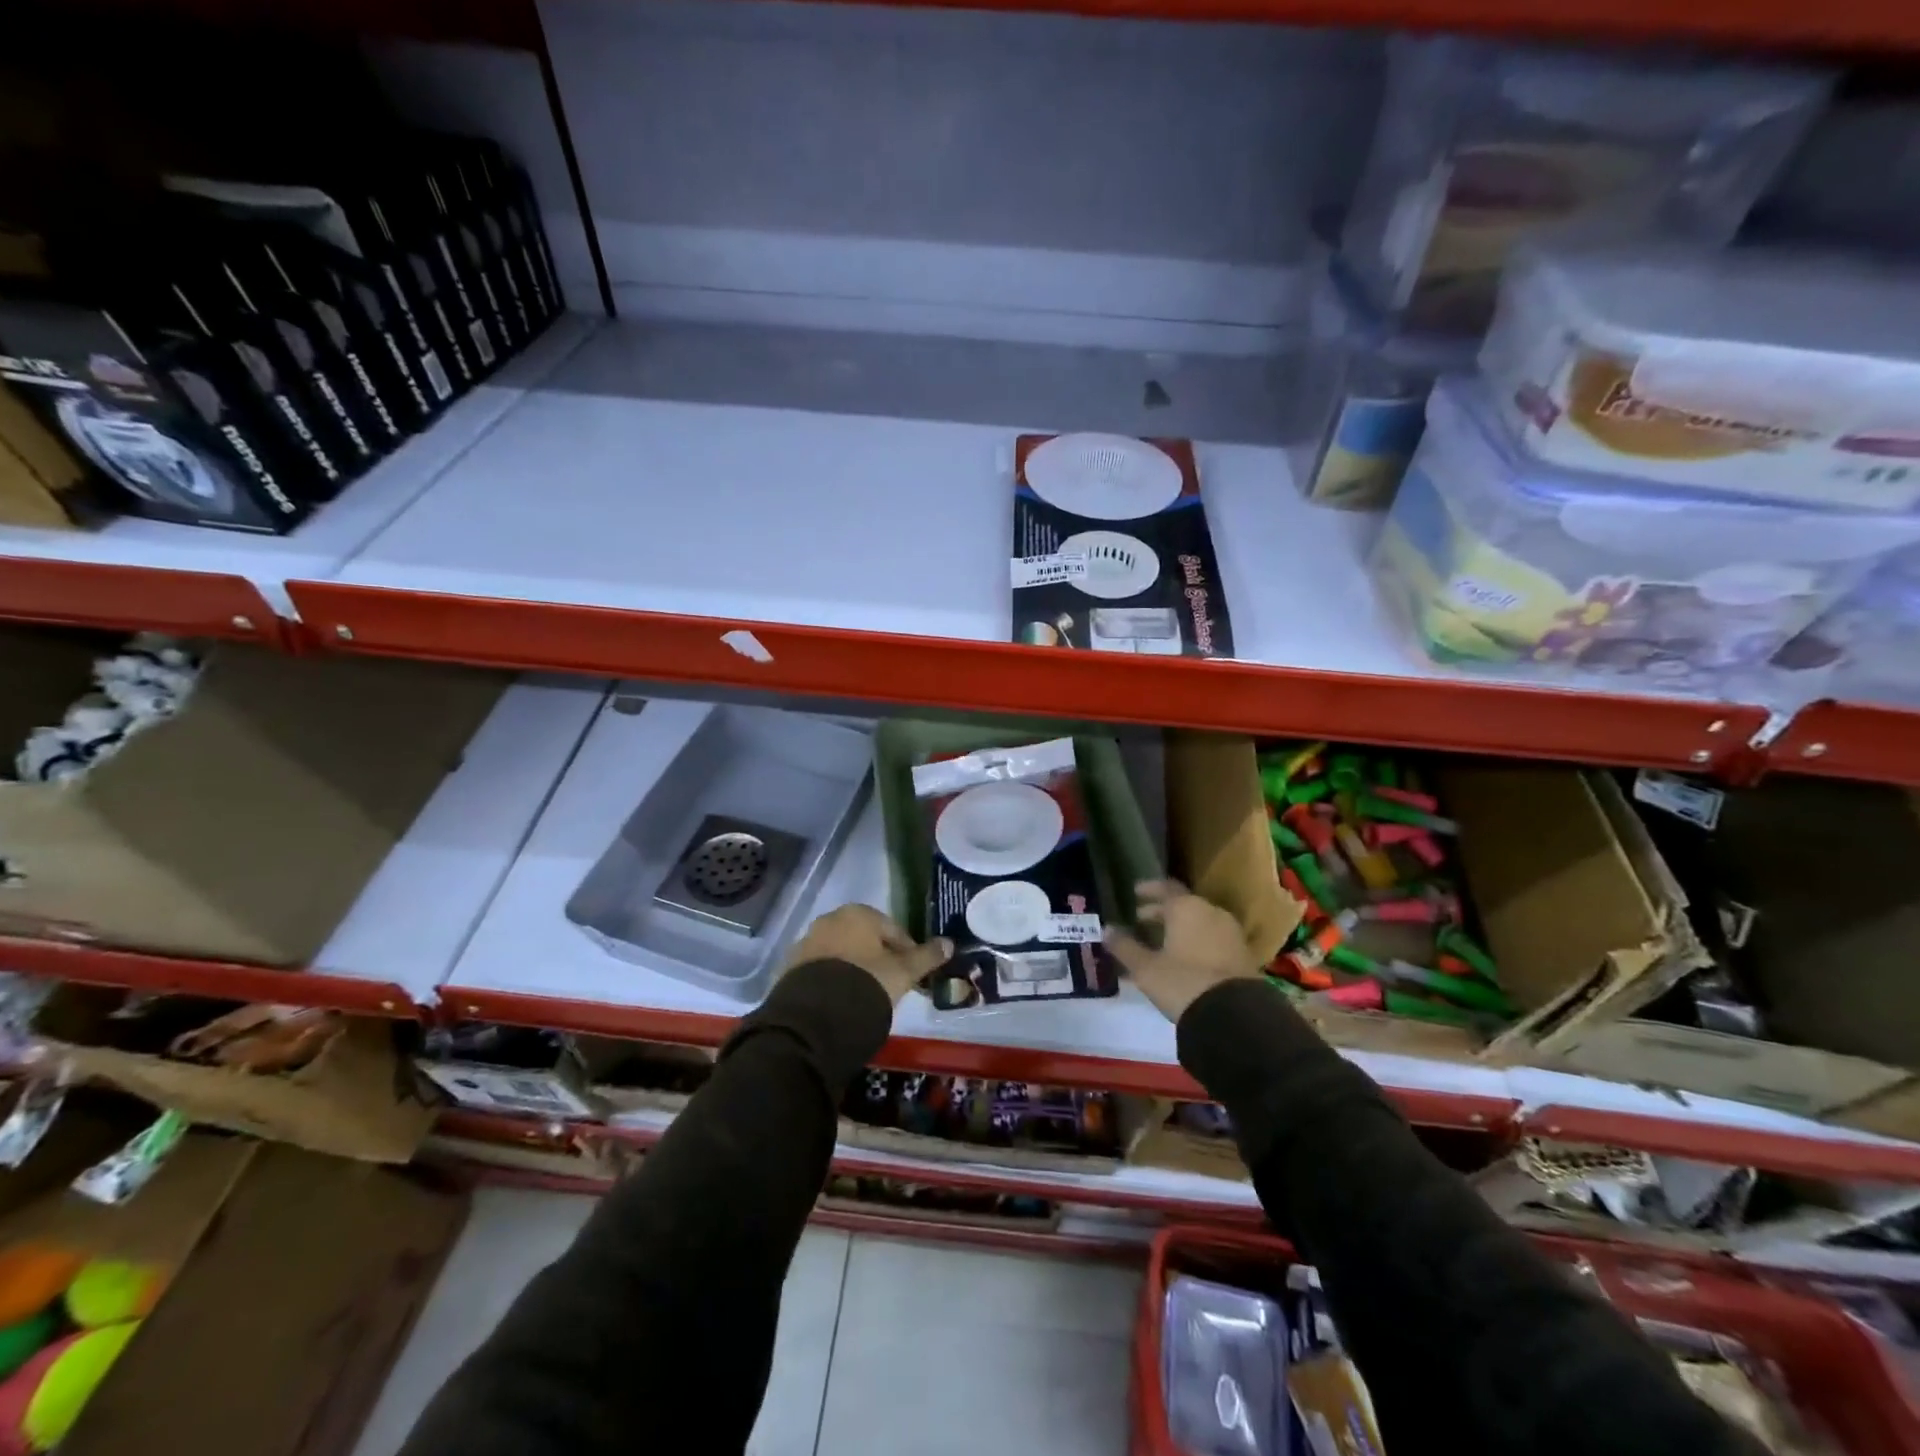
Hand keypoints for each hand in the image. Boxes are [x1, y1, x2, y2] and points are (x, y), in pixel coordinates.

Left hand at [783, 904, 952, 1004]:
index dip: (907, 952)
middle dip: (878, 958)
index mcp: (858, 913)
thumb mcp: (903, 972)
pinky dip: (833, 980)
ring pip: (841, 953)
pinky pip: (821, 970)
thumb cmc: (868, 983)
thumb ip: (926, 956)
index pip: (893, 929)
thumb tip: (949, 943)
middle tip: (890, 985)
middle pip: (864, 939)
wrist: (817, 1017)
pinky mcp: (790, 966)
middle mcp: (830, 919)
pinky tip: (842, 1001)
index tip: (914, 975)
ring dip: (855, 968)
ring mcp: (807, 942)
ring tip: (866, 995)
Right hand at [1104, 879, 1260, 1022]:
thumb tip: (1107, 929)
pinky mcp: (1242, 955)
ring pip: (1198, 923)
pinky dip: (1194, 943)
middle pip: (1182, 905)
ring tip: (1159, 943)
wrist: (1235, 1015)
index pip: (1165, 887)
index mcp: (1187, 907)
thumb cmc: (1183, 981)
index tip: (1134, 893)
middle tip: (1139, 920)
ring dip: (1178, 928)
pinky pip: (1211, 939)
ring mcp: (1230, 933)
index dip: (1148, 890)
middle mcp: (1211, 912)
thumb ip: (1124, 946)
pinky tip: (1181, 960)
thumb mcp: (1145, 967)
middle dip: (1160, 912)